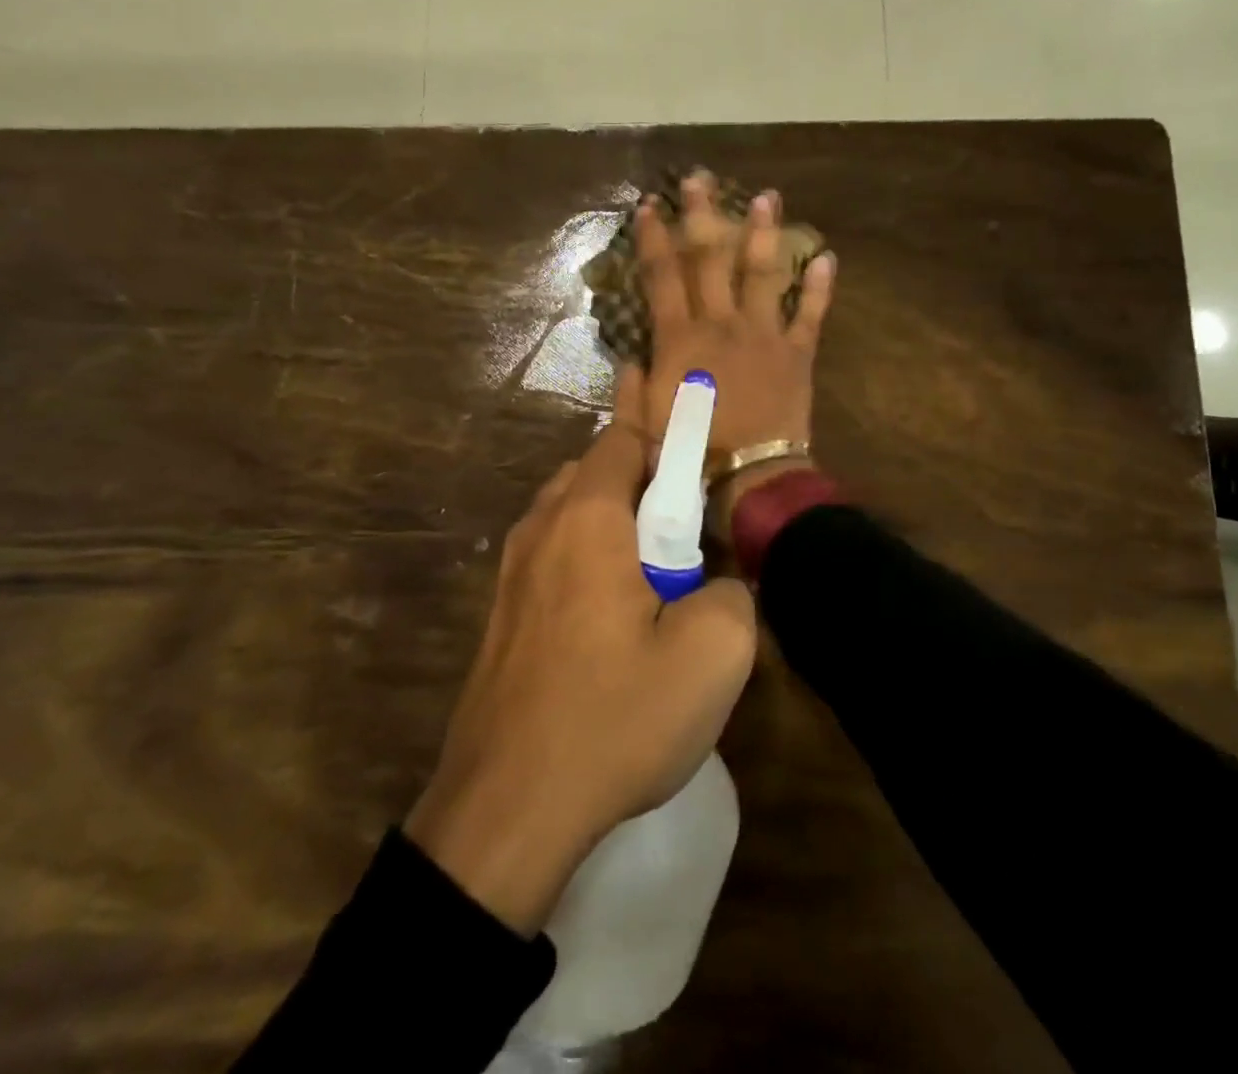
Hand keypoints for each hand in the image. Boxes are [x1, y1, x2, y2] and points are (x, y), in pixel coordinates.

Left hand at [403, 416, 756, 935]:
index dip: (660, 429)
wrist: (506, 808)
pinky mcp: (503, 612)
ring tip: (655, 568)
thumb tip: (718, 582)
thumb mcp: (712, 657)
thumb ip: (734, 593)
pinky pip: (553, 554)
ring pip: (570, 512)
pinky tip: (614, 611)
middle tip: (684, 518)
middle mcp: (541, 527)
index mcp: (588, 517)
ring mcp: (512, 570)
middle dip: (642, 478)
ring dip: (613, 519)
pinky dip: (587, 554)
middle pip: (594, 470)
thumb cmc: (613, 718)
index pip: (622, 438)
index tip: (692, 438)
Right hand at [614, 171, 836, 533]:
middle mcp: (721, 323)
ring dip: (764, 233)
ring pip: (763, 273)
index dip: (655, 238)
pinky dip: (821, 287)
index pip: (663, 276)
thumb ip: (634, 384)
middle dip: (704, 215)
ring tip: (768, 197)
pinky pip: (811, 314)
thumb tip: (631, 356)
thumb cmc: (689, 451)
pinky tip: (828, 257)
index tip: (650, 205)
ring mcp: (763, 334)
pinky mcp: (797, 354)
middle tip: (702, 178)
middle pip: (711, 259)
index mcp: (680, 338)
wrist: (747, 475)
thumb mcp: (645, 419)